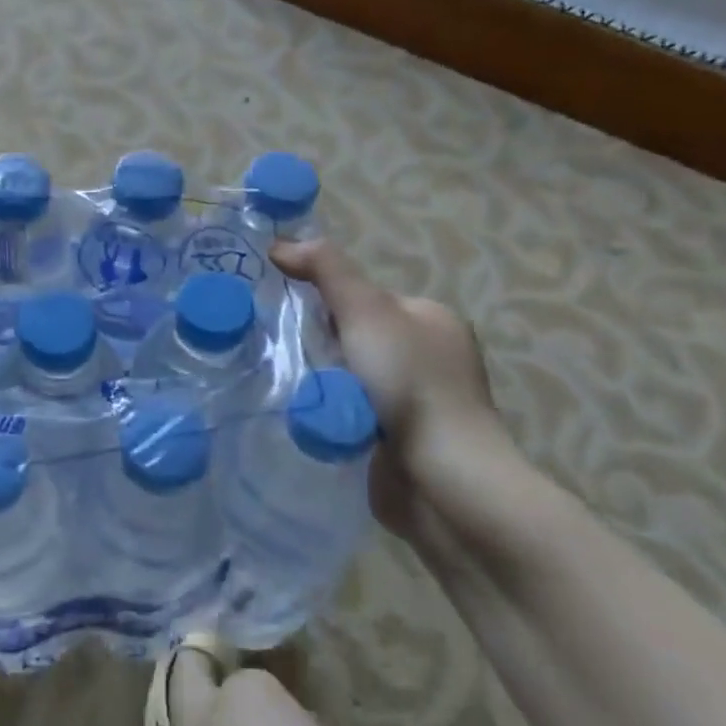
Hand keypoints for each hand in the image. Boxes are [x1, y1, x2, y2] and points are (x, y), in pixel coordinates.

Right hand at [272, 241, 524, 551]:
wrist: (443, 481)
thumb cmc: (410, 384)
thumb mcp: (366, 310)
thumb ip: (326, 270)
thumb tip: (281, 244)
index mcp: (431, 319)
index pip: (363, 297)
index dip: (325, 303)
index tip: (293, 317)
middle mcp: (429, 357)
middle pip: (353, 337)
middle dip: (320, 345)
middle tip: (286, 354)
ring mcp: (416, 403)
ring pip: (348, 378)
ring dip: (321, 382)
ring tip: (291, 388)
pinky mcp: (401, 442)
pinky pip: (350, 414)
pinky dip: (330, 414)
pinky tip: (310, 418)